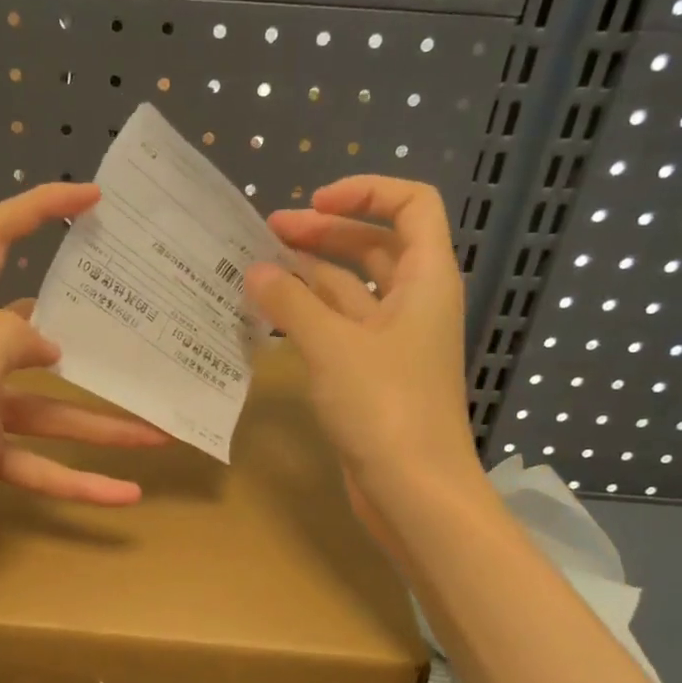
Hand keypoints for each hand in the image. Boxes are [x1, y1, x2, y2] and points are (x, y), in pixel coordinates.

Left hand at [0, 182, 167, 594]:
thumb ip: (5, 343)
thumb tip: (46, 340)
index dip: (38, 208)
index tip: (93, 199)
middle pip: (37, 337)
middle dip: (93, 339)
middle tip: (147, 335)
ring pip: (49, 411)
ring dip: (101, 425)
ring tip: (160, 435)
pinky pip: (38, 463)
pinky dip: (77, 480)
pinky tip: (123, 496)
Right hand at [247, 176, 481, 544]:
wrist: (414, 490)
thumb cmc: (385, 407)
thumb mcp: (333, 346)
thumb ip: (291, 303)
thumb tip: (256, 271)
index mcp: (425, 279)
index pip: (412, 206)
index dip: (366, 192)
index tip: (314, 202)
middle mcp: (413, 302)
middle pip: (372, 246)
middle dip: (323, 233)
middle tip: (267, 232)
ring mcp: (393, 341)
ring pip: (351, 290)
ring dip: (309, 276)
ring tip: (257, 271)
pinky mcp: (372, 373)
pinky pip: (340, 328)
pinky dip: (309, 316)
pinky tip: (271, 316)